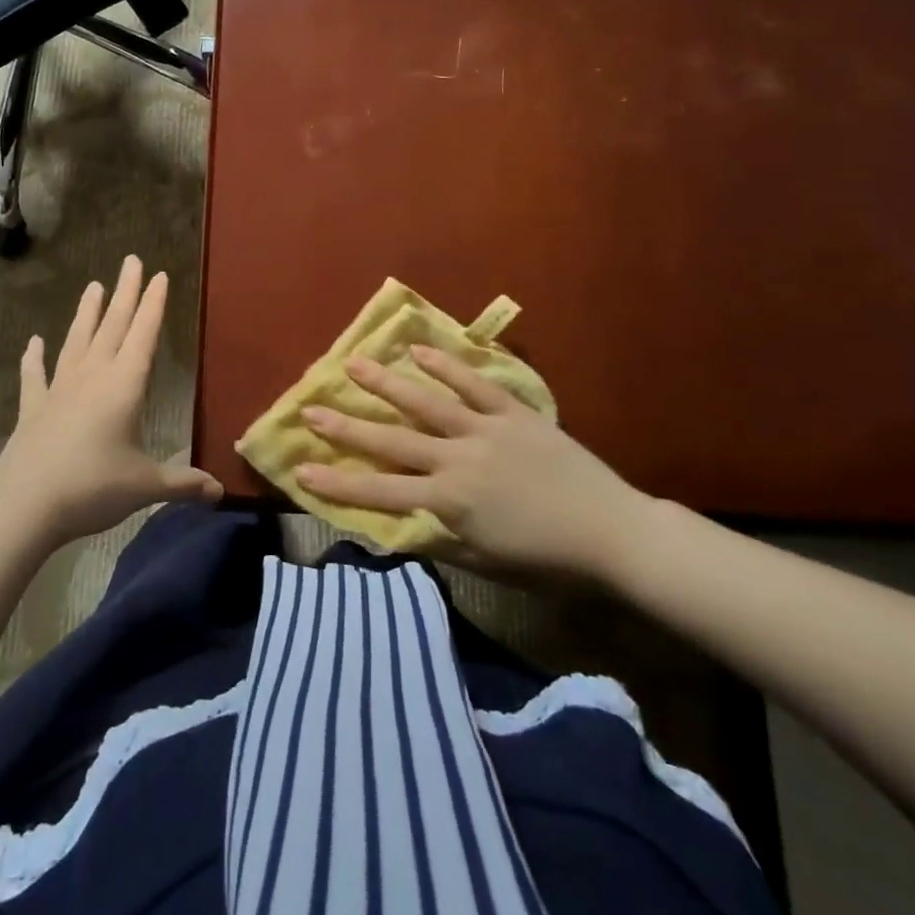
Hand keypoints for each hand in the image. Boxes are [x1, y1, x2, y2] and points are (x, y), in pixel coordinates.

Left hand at [0, 255, 221, 549]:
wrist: (25, 505)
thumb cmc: (93, 488)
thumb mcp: (145, 486)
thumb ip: (182, 483)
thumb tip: (219, 492)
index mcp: (124, 387)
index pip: (144, 335)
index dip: (154, 305)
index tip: (160, 275)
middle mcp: (92, 378)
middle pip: (112, 326)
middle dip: (126, 293)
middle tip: (132, 261)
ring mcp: (59, 390)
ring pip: (76, 341)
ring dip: (87, 313)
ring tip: (93, 286)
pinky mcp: (33, 409)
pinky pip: (34, 376)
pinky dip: (34, 358)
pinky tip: (34, 342)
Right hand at [296, 345, 653, 581]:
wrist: (613, 533)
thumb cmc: (548, 560)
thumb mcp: (486, 563)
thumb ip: (439, 540)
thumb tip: (399, 524)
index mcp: (449, 501)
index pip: (380, 491)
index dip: (338, 482)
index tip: (301, 469)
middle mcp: (457, 459)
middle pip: (392, 440)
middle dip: (347, 426)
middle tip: (311, 408)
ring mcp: (485, 430)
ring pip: (426, 402)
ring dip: (387, 383)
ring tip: (354, 363)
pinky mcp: (513, 413)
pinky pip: (474, 384)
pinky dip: (446, 366)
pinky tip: (418, 350)